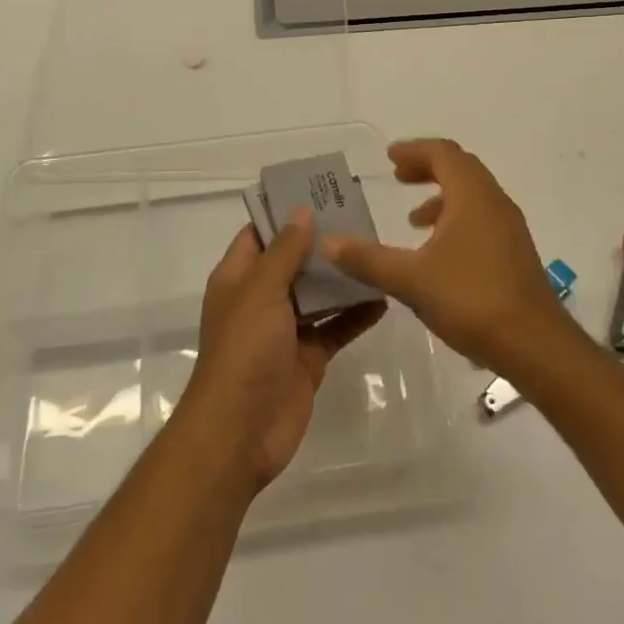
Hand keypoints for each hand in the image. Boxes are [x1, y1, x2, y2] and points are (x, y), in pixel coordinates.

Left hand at [178, 209, 386, 491]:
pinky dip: (356, 315)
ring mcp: (285, 330)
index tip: (320, 192)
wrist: (241, 431)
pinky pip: (335, 328)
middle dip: (322, 242)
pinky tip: (383, 297)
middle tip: (361, 217)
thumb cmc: (244, 351)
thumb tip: (302, 211)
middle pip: (294, 261)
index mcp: (239, 278)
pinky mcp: (308, 357)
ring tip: (377, 249)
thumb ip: (284, 251)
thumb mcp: (262, 291)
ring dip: (342, 277)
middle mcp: (261, 299)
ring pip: (317, 294)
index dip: (285, 212)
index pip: (260, 233)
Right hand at [324, 138, 572, 374]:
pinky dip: (455, 220)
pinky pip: (481, 219)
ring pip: (472, 196)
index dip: (414, 151)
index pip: (443, 154)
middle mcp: (494, 203)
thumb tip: (328, 242)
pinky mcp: (515, 254)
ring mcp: (509, 229)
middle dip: (427, 168)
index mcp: (472, 196)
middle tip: (397, 177)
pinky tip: (438, 254)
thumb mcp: (410, 280)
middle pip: (460, 168)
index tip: (389, 158)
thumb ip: (368, 260)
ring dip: (441, 197)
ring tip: (413, 220)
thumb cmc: (472, 299)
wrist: (536, 346)